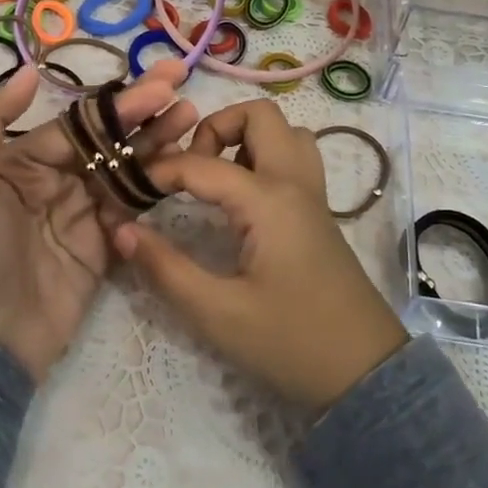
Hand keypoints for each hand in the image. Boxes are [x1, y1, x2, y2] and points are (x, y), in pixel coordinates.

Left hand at [0, 59, 196, 380]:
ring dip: (157, 141)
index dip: (119, 103)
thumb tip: (29, 71)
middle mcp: (57, 180)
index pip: (80, 123)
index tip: (160, 83)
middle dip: (144, 111)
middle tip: (181, 83)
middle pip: (108, 139)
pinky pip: (133, 207)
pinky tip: (183, 164)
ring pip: (126, 168)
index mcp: (24, 160)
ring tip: (191, 117)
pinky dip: (156, 185)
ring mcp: (83, 213)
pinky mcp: (104, 246)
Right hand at [113, 100, 406, 414]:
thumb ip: (166, 269)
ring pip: (285, 132)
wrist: (366, 372)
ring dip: (247, 138)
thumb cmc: (292, 343)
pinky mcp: (319, 212)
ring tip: (217, 178)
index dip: (160, 169)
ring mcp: (313, 195)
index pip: (202, 164)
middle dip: (216, 127)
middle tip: (189, 168)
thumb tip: (121, 229)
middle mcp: (294, 183)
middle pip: (260, 115)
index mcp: (269, 200)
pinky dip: (265, 157)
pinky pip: (295, 158)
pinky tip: (242, 200)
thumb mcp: (218, 314)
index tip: (130, 188)